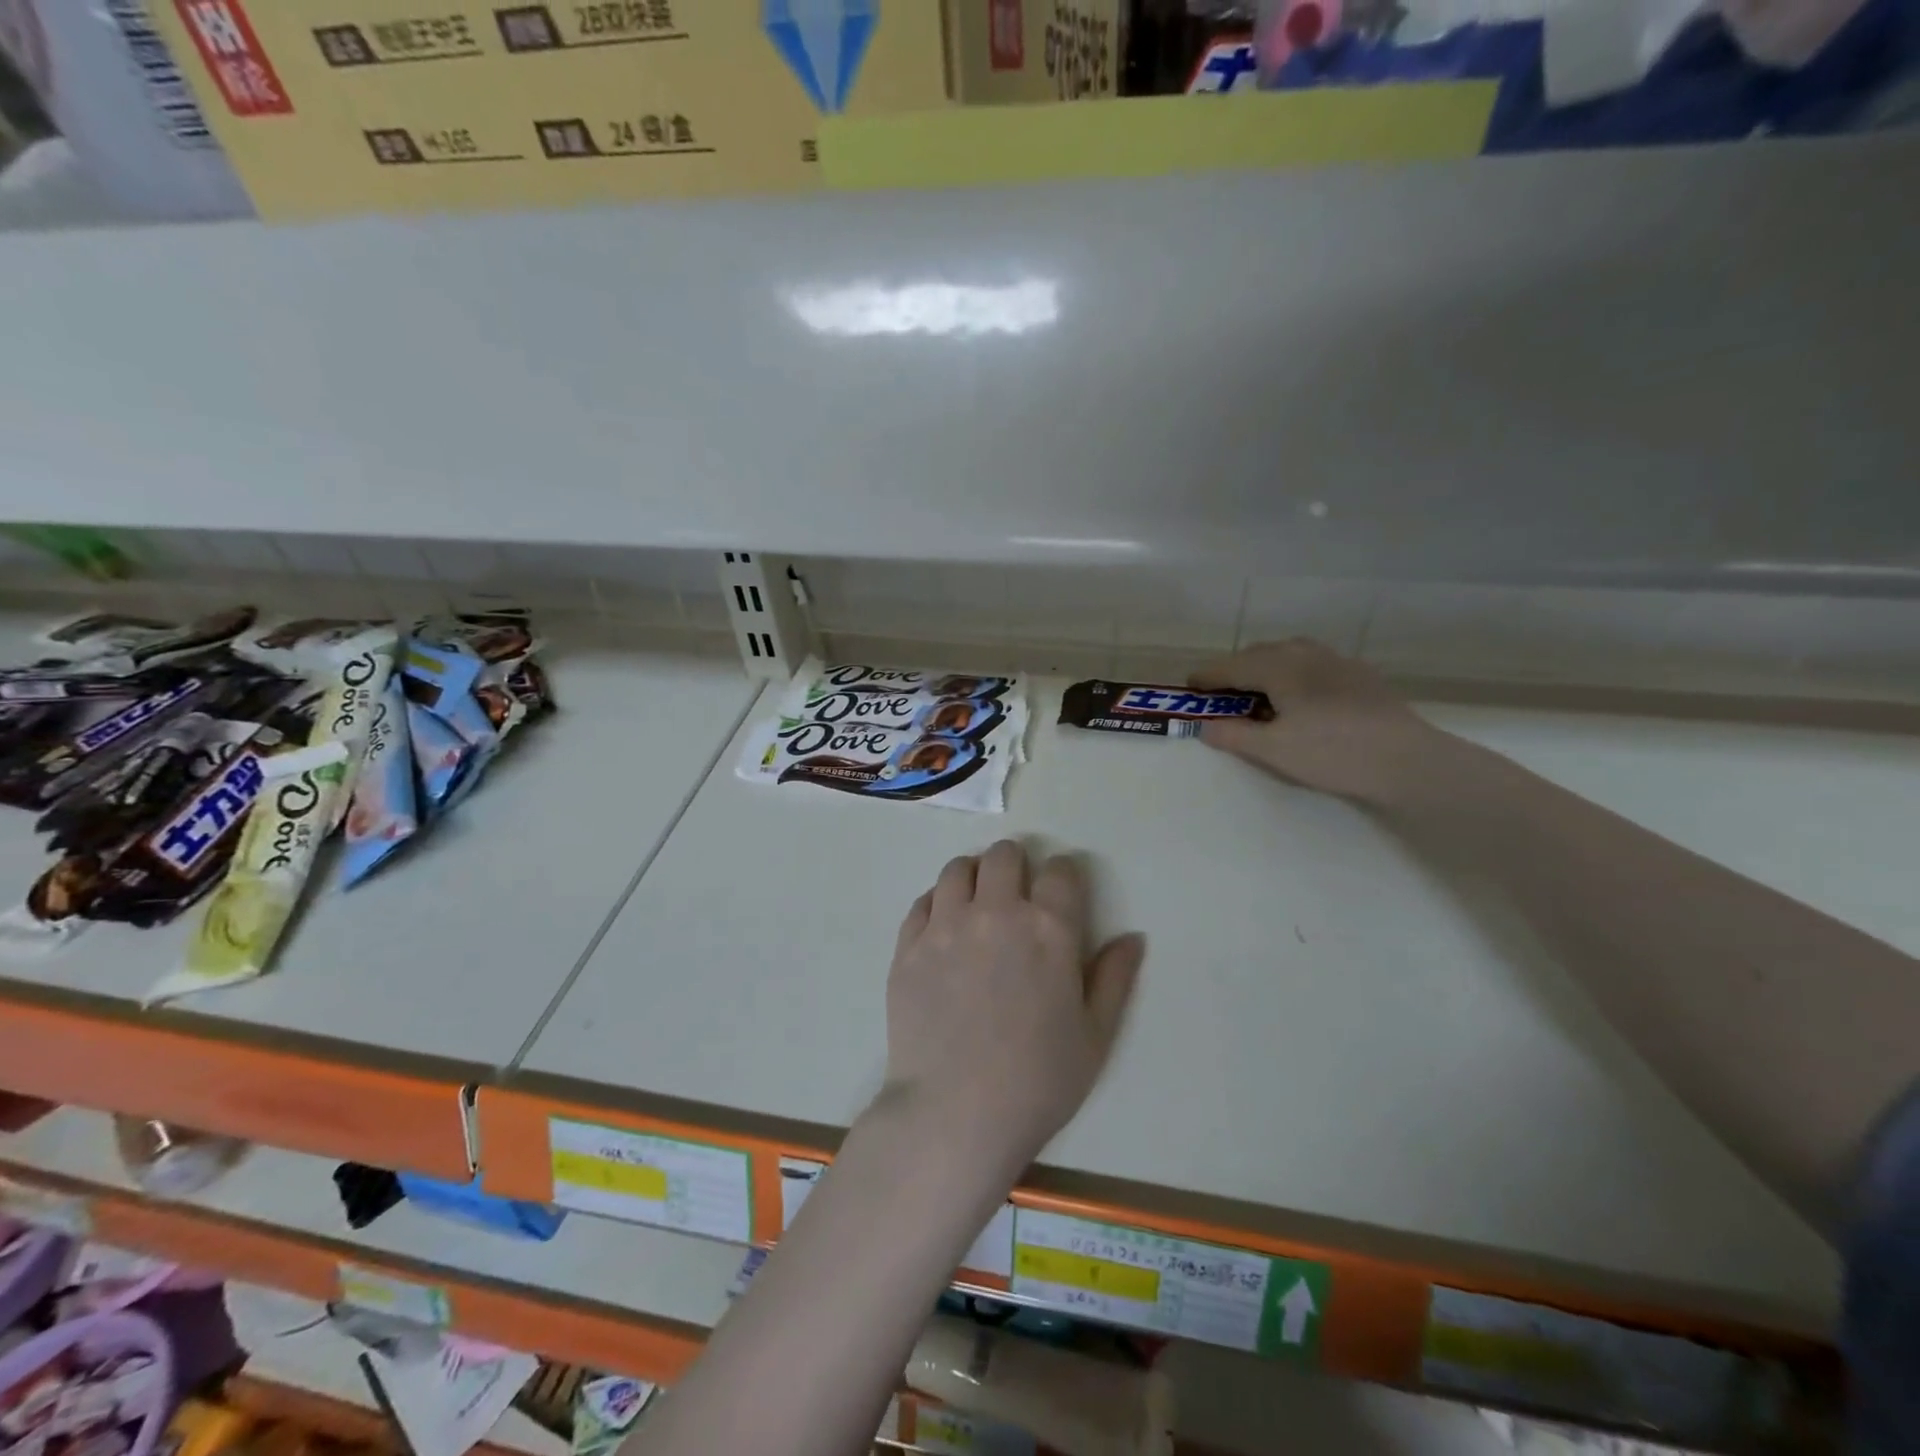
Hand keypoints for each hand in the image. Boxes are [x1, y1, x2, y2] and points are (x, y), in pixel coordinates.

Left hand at [881, 840, 1144, 1174]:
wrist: (954, 1115)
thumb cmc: (1037, 1082)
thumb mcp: (1094, 1036)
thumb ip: (1114, 978)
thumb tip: (1132, 937)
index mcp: (1048, 929)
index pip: (1060, 870)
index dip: (1064, 875)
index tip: (1061, 891)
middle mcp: (996, 912)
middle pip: (1004, 856)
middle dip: (1016, 865)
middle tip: (1017, 893)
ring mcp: (945, 926)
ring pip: (957, 869)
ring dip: (974, 876)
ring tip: (977, 903)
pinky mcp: (909, 946)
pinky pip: (922, 902)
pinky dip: (937, 904)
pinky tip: (943, 930)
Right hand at [1190, 638, 1444, 806]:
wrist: (1407, 760)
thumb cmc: (1332, 752)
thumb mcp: (1273, 750)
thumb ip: (1233, 735)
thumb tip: (1203, 726)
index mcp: (1279, 667)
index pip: (1230, 666)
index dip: (1207, 677)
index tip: (1189, 687)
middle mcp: (1304, 652)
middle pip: (1257, 654)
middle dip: (1234, 671)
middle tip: (1221, 696)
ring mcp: (1336, 660)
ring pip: (1287, 654)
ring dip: (1264, 669)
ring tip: (1259, 695)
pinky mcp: (1359, 674)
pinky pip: (1311, 663)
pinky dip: (1292, 674)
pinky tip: (1299, 699)